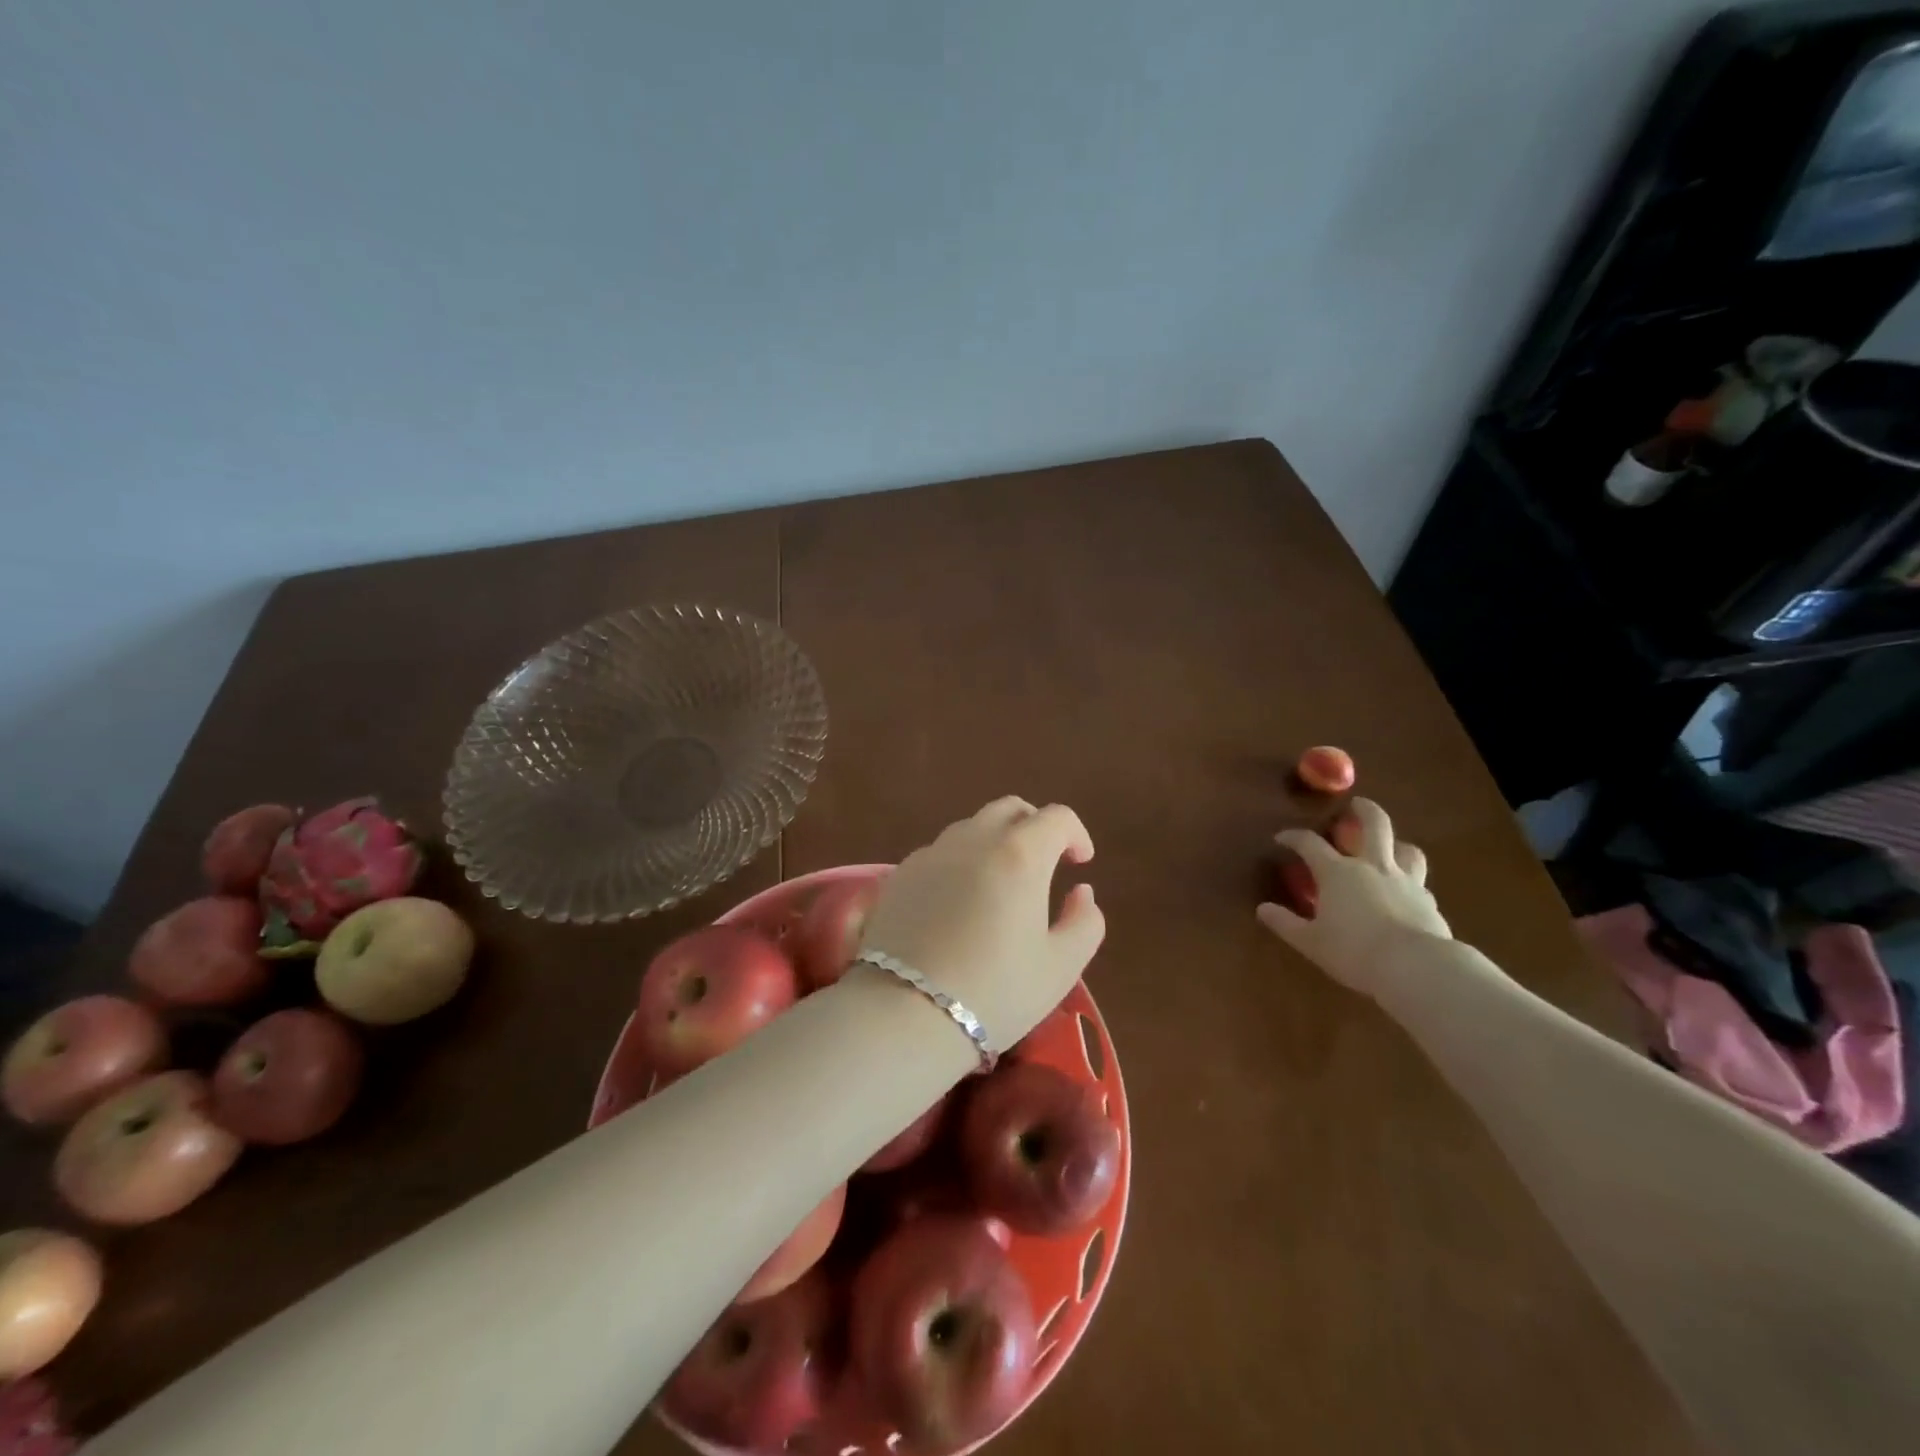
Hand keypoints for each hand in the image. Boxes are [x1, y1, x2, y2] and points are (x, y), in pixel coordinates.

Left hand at [857, 797, 1105, 1052]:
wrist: (903, 1013)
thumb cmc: (994, 991)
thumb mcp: (1061, 967)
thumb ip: (1085, 921)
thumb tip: (1081, 891)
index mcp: (1020, 854)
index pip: (1057, 817)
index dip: (1076, 834)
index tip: (1080, 864)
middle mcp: (973, 839)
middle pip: (1010, 808)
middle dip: (1035, 826)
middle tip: (1044, 863)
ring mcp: (931, 853)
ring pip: (971, 826)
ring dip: (995, 841)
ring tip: (1000, 883)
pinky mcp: (898, 873)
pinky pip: (940, 851)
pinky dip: (961, 861)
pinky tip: (959, 901)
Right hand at [1257, 799, 1451, 997]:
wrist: (1416, 967)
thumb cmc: (1353, 951)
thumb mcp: (1310, 941)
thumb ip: (1285, 923)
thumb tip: (1263, 909)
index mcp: (1338, 872)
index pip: (1310, 844)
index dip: (1293, 837)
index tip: (1282, 838)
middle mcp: (1373, 867)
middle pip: (1375, 825)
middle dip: (1365, 810)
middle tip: (1357, 804)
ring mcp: (1406, 882)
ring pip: (1407, 850)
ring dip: (1397, 844)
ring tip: (1391, 848)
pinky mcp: (1429, 903)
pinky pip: (1420, 885)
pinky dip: (1410, 885)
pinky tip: (1405, 897)